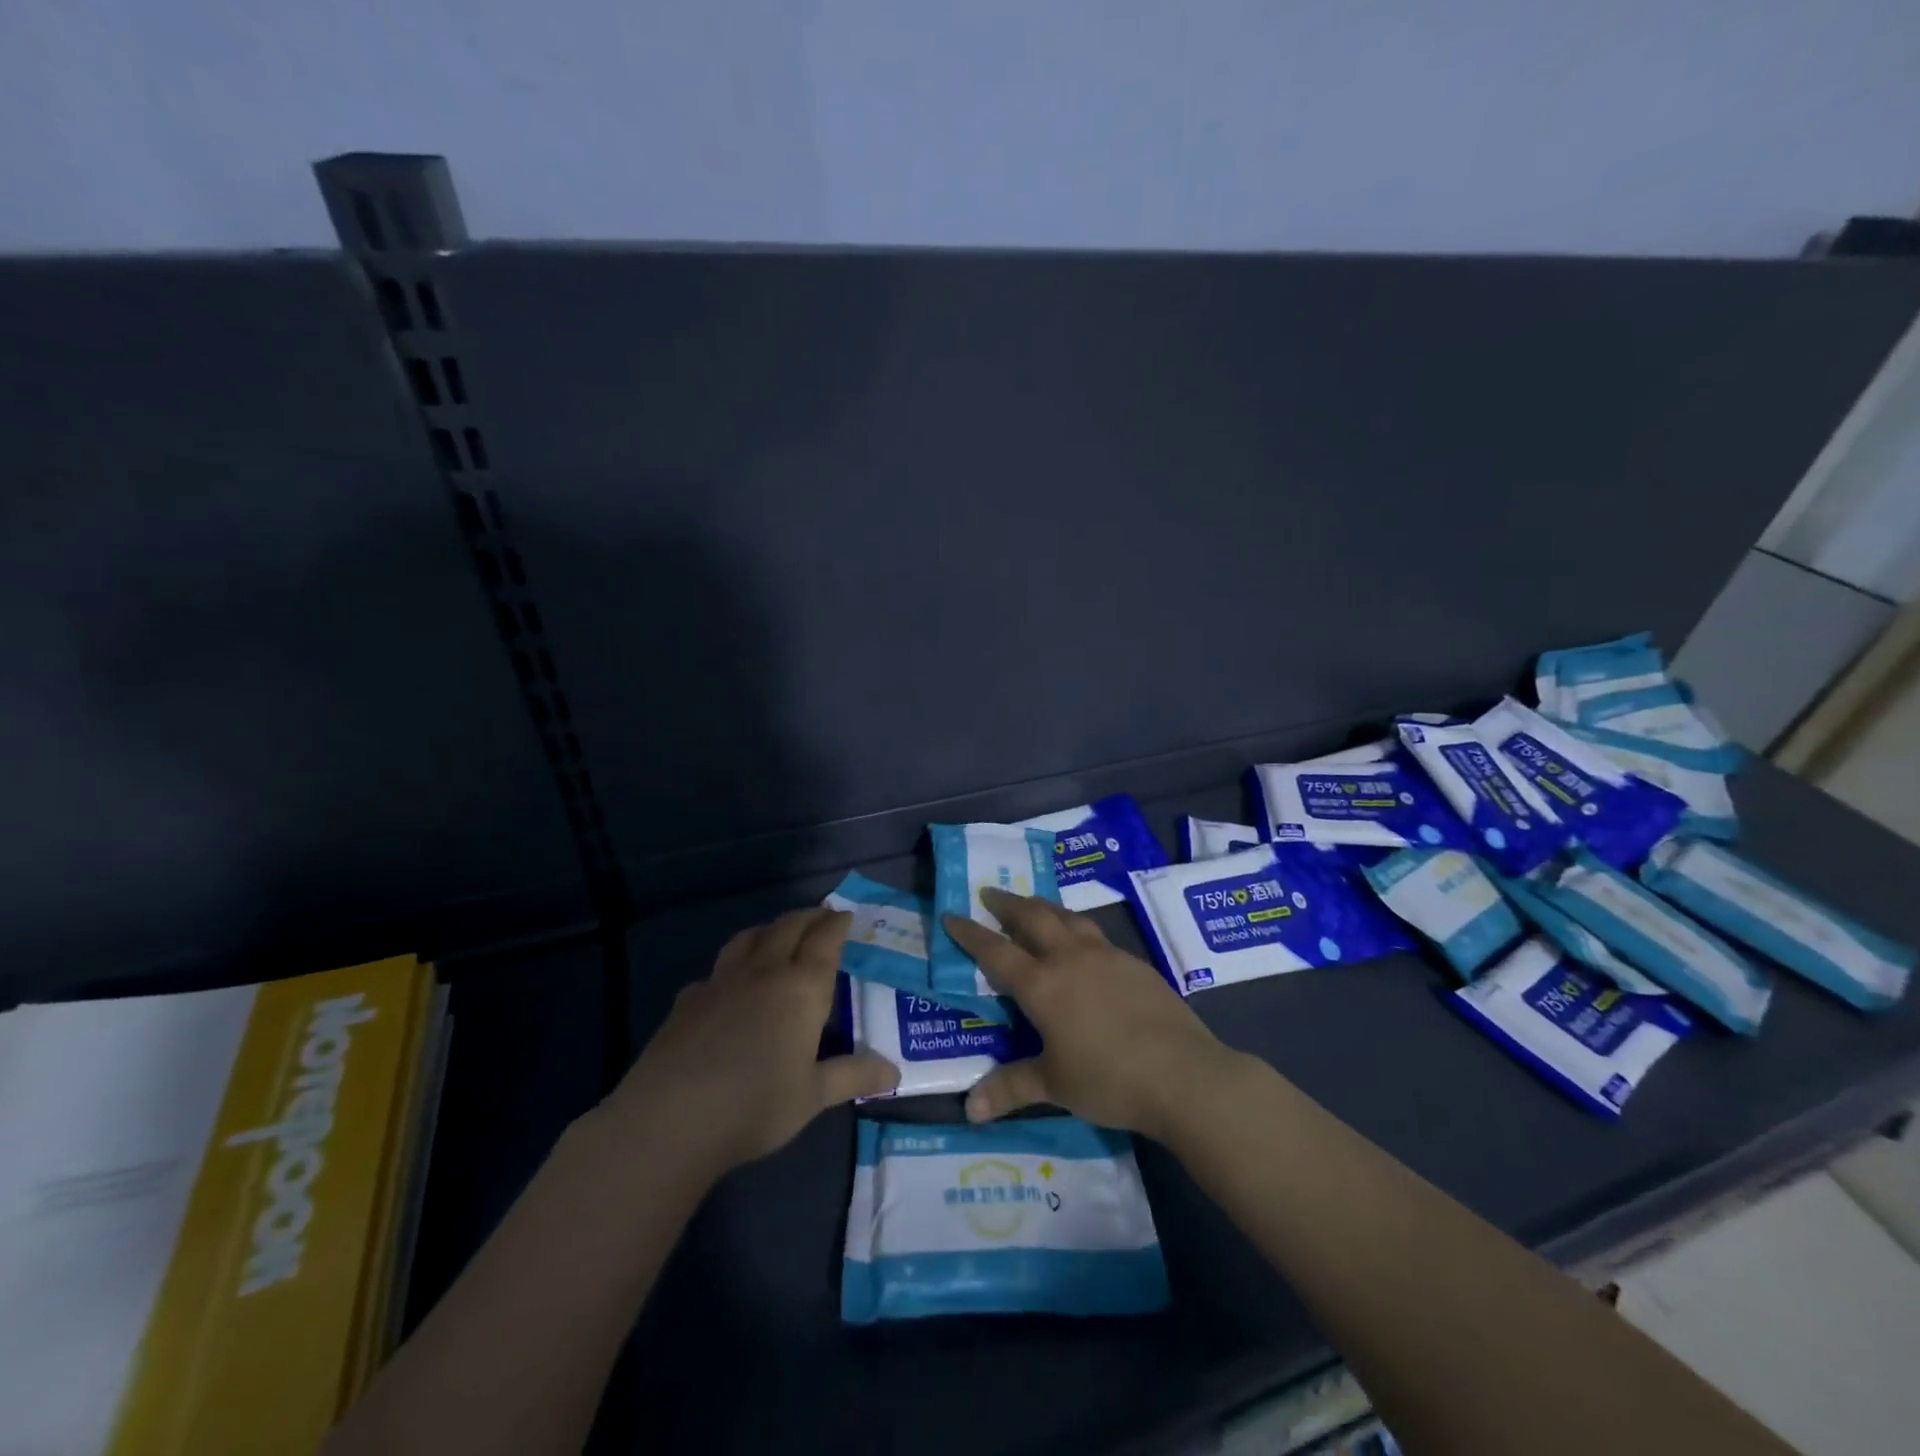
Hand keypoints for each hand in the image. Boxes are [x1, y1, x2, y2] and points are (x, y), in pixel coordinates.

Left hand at [604, 907, 898, 1175]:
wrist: (671, 1119)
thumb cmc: (756, 1105)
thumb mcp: (814, 1095)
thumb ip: (853, 1076)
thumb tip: (894, 1072)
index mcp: (801, 988)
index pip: (824, 941)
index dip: (836, 924)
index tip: (846, 914)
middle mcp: (763, 973)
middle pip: (787, 928)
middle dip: (807, 917)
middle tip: (820, 915)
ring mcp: (720, 982)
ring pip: (748, 938)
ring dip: (769, 929)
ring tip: (778, 933)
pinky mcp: (687, 1000)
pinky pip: (716, 969)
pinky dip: (732, 965)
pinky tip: (728, 984)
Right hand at [941, 889, 1242, 1141]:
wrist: (1182, 1073)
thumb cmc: (1108, 1079)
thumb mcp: (1054, 1085)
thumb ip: (1011, 1088)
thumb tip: (969, 1109)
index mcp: (1042, 984)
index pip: (995, 950)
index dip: (970, 933)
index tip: (952, 915)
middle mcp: (1070, 958)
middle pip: (1033, 916)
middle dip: (1008, 903)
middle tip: (991, 894)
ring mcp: (1106, 955)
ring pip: (1067, 917)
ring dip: (1044, 907)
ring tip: (1033, 906)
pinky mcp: (1134, 962)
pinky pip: (1095, 934)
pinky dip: (1076, 928)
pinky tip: (1081, 943)